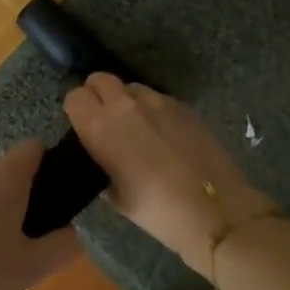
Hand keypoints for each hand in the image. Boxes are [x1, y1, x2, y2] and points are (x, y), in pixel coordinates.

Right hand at [63, 73, 276, 277]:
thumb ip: (101, 164)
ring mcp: (158, 101)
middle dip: (97, 95)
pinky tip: (164, 135)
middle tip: (105, 122)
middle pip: (100, 79)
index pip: (75, 97)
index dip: (77, 110)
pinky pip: (158, 98)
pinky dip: (153, 110)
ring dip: (127, 101)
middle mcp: (125, 105)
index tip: (83, 127)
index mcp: (100, 126)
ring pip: (131, 87)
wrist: (214, 209)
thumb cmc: (156, 210)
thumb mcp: (115, 195)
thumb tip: (104, 154)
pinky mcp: (183, 106)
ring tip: (137, 128)